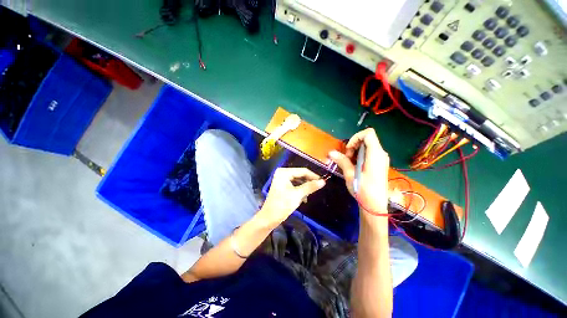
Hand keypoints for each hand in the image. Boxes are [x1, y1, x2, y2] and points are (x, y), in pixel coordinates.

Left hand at [259, 168, 325, 227]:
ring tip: (311, 194)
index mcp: (284, 172)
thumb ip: (310, 187)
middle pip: (300, 175)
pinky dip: (300, 190)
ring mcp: (282, 179)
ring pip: (298, 180)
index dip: (313, 176)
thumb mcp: (298, 195)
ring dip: (305, 187)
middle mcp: (283, 173)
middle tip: (318, 188)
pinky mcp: (283, 185)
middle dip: (309, 182)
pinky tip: (304, 197)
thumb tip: (323, 181)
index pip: (303, 171)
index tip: (323, 181)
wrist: (269, 218)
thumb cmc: (282, 205)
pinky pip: (295, 184)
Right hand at [329, 128, 389, 213]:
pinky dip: (360, 156)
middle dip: (354, 145)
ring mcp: (381, 159)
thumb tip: (331, 152)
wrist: (375, 206)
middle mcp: (381, 154)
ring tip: (349, 163)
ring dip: (356, 151)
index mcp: (375, 154)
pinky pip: (369, 154)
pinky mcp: (379, 165)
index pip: (368, 133)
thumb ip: (342, 161)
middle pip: (367, 139)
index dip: (355, 138)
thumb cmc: (363, 190)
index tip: (348, 150)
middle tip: (347, 158)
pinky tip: (355, 167)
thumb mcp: (350, 174)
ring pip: (367, 147)